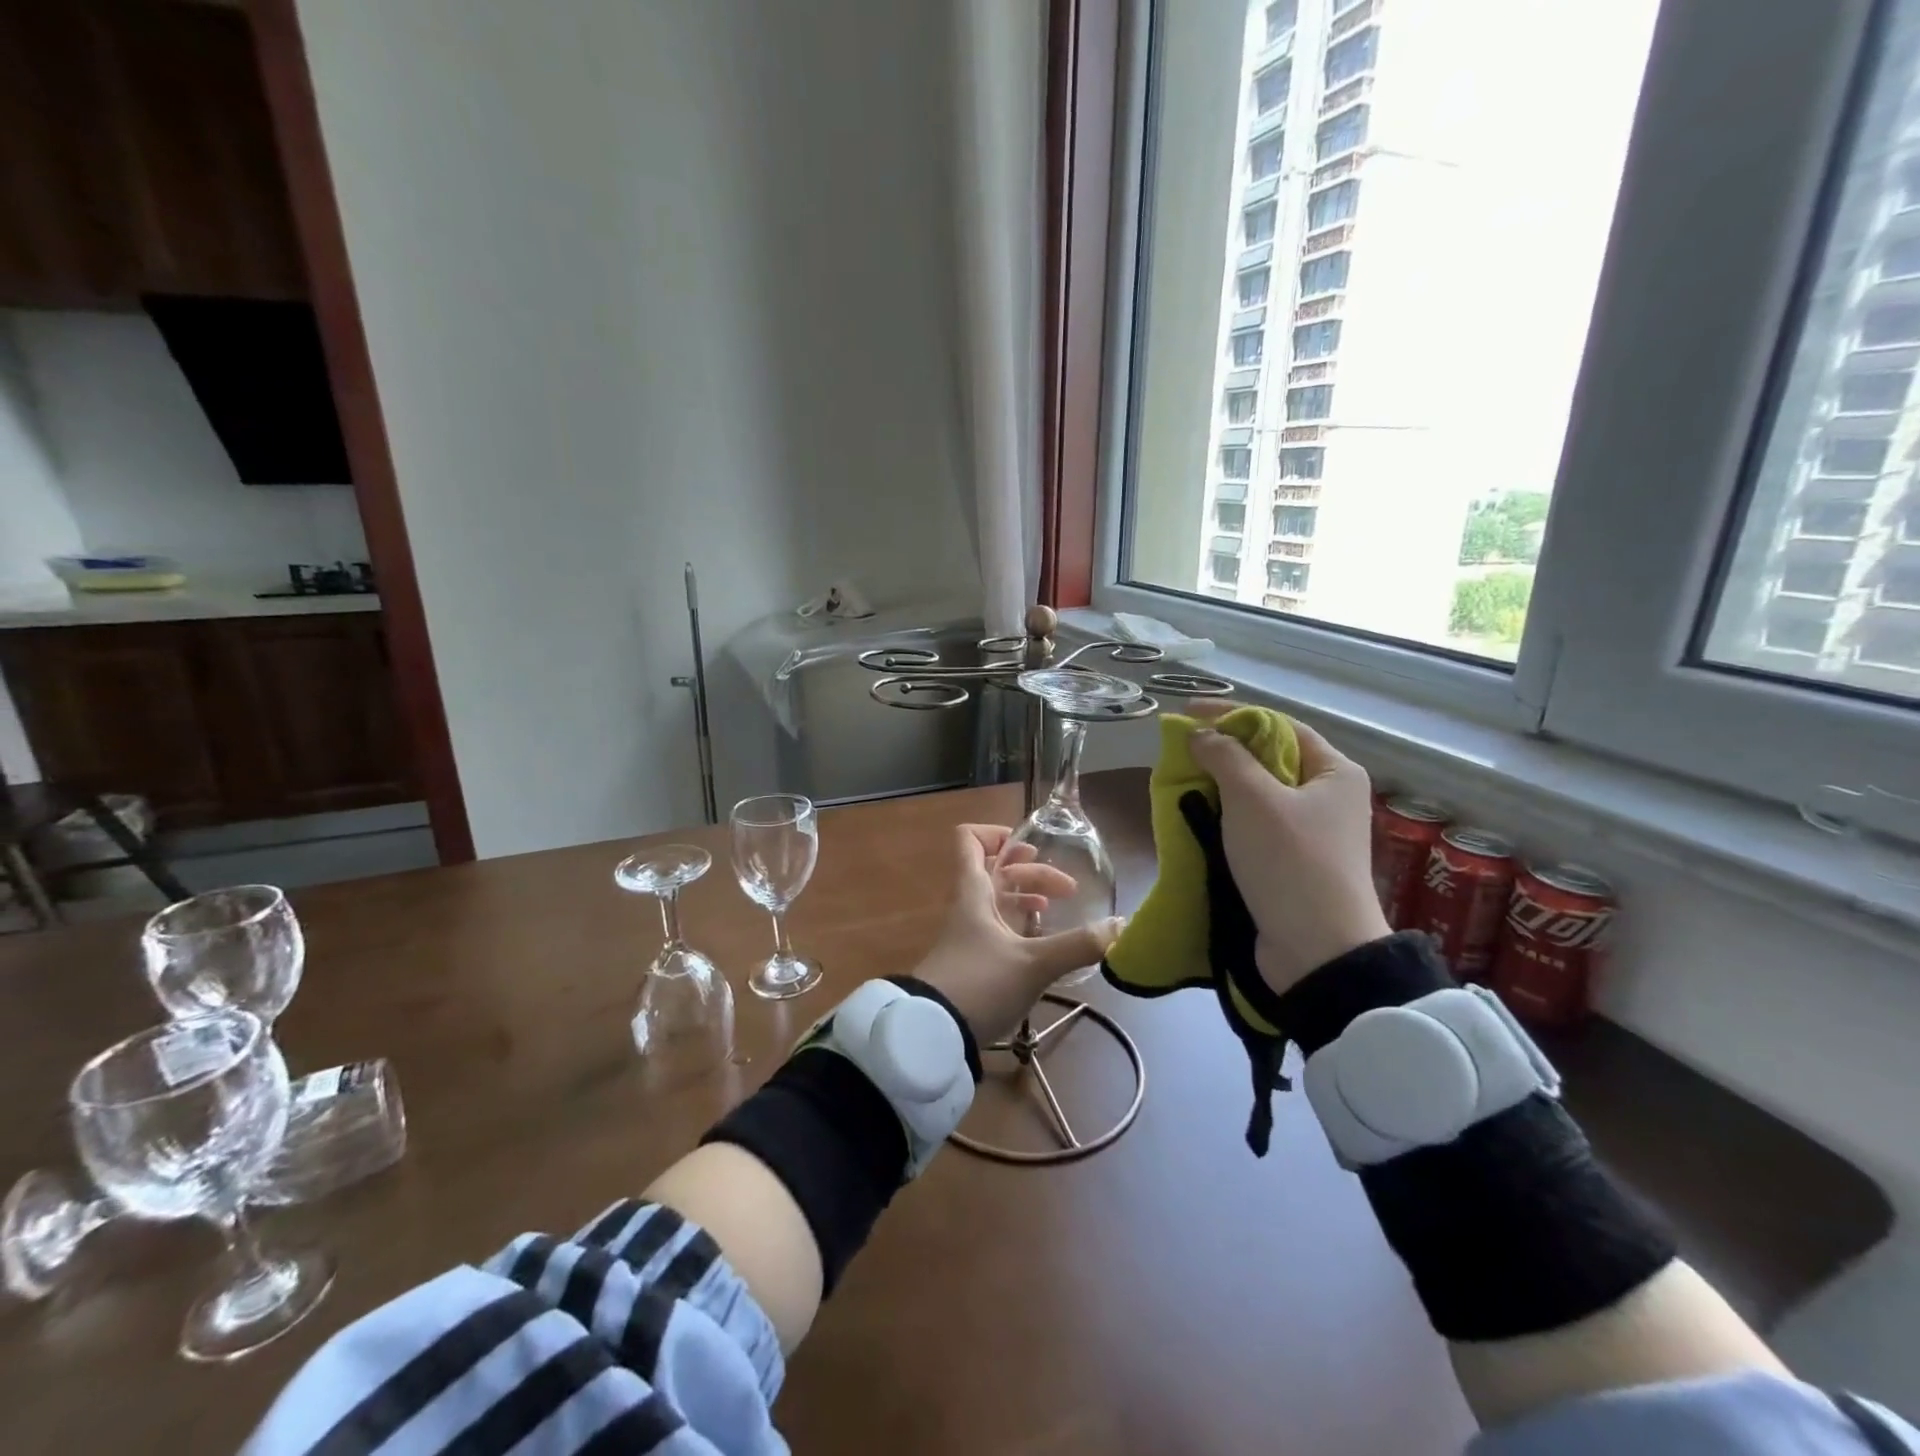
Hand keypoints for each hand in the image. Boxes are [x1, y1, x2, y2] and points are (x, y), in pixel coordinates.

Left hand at [909, 825, 1122, 1045]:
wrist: (934, 1034)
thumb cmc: (979, 984)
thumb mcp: (1033, 964)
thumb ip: (1077, 945)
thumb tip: (1122, 927)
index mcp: (974, 892)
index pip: (970, 840)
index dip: (997, 834)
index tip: (1032, 848)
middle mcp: (969, 906)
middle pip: (997, 871)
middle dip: (1033, 872)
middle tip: (1070, 890)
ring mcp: (970, 934)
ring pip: (999, 900)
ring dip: (1027, 897)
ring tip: (1055, 908)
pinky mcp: (974, 960)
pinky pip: (999, 928)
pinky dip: (1021, 926)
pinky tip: (1042, 942)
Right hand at [1186, 703, 1388, 996]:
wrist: (1317, 950)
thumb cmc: (1290, 862)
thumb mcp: (1253, 800)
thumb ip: (1224, 757)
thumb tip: (1200, 734)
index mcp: (1334, 772)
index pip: (1279, 725)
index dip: (1232, 715)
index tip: (1188, 713)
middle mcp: (1328, 797)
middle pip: (1269, 758)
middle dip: (1224, 750)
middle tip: (1181, 750)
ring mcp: (1311, 832)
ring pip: (1259, 793)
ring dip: (1221, 784)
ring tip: (1183, 781)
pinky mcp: (1293, 861)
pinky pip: (1255, 824)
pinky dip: (1227, 816)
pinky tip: (1199, 817)